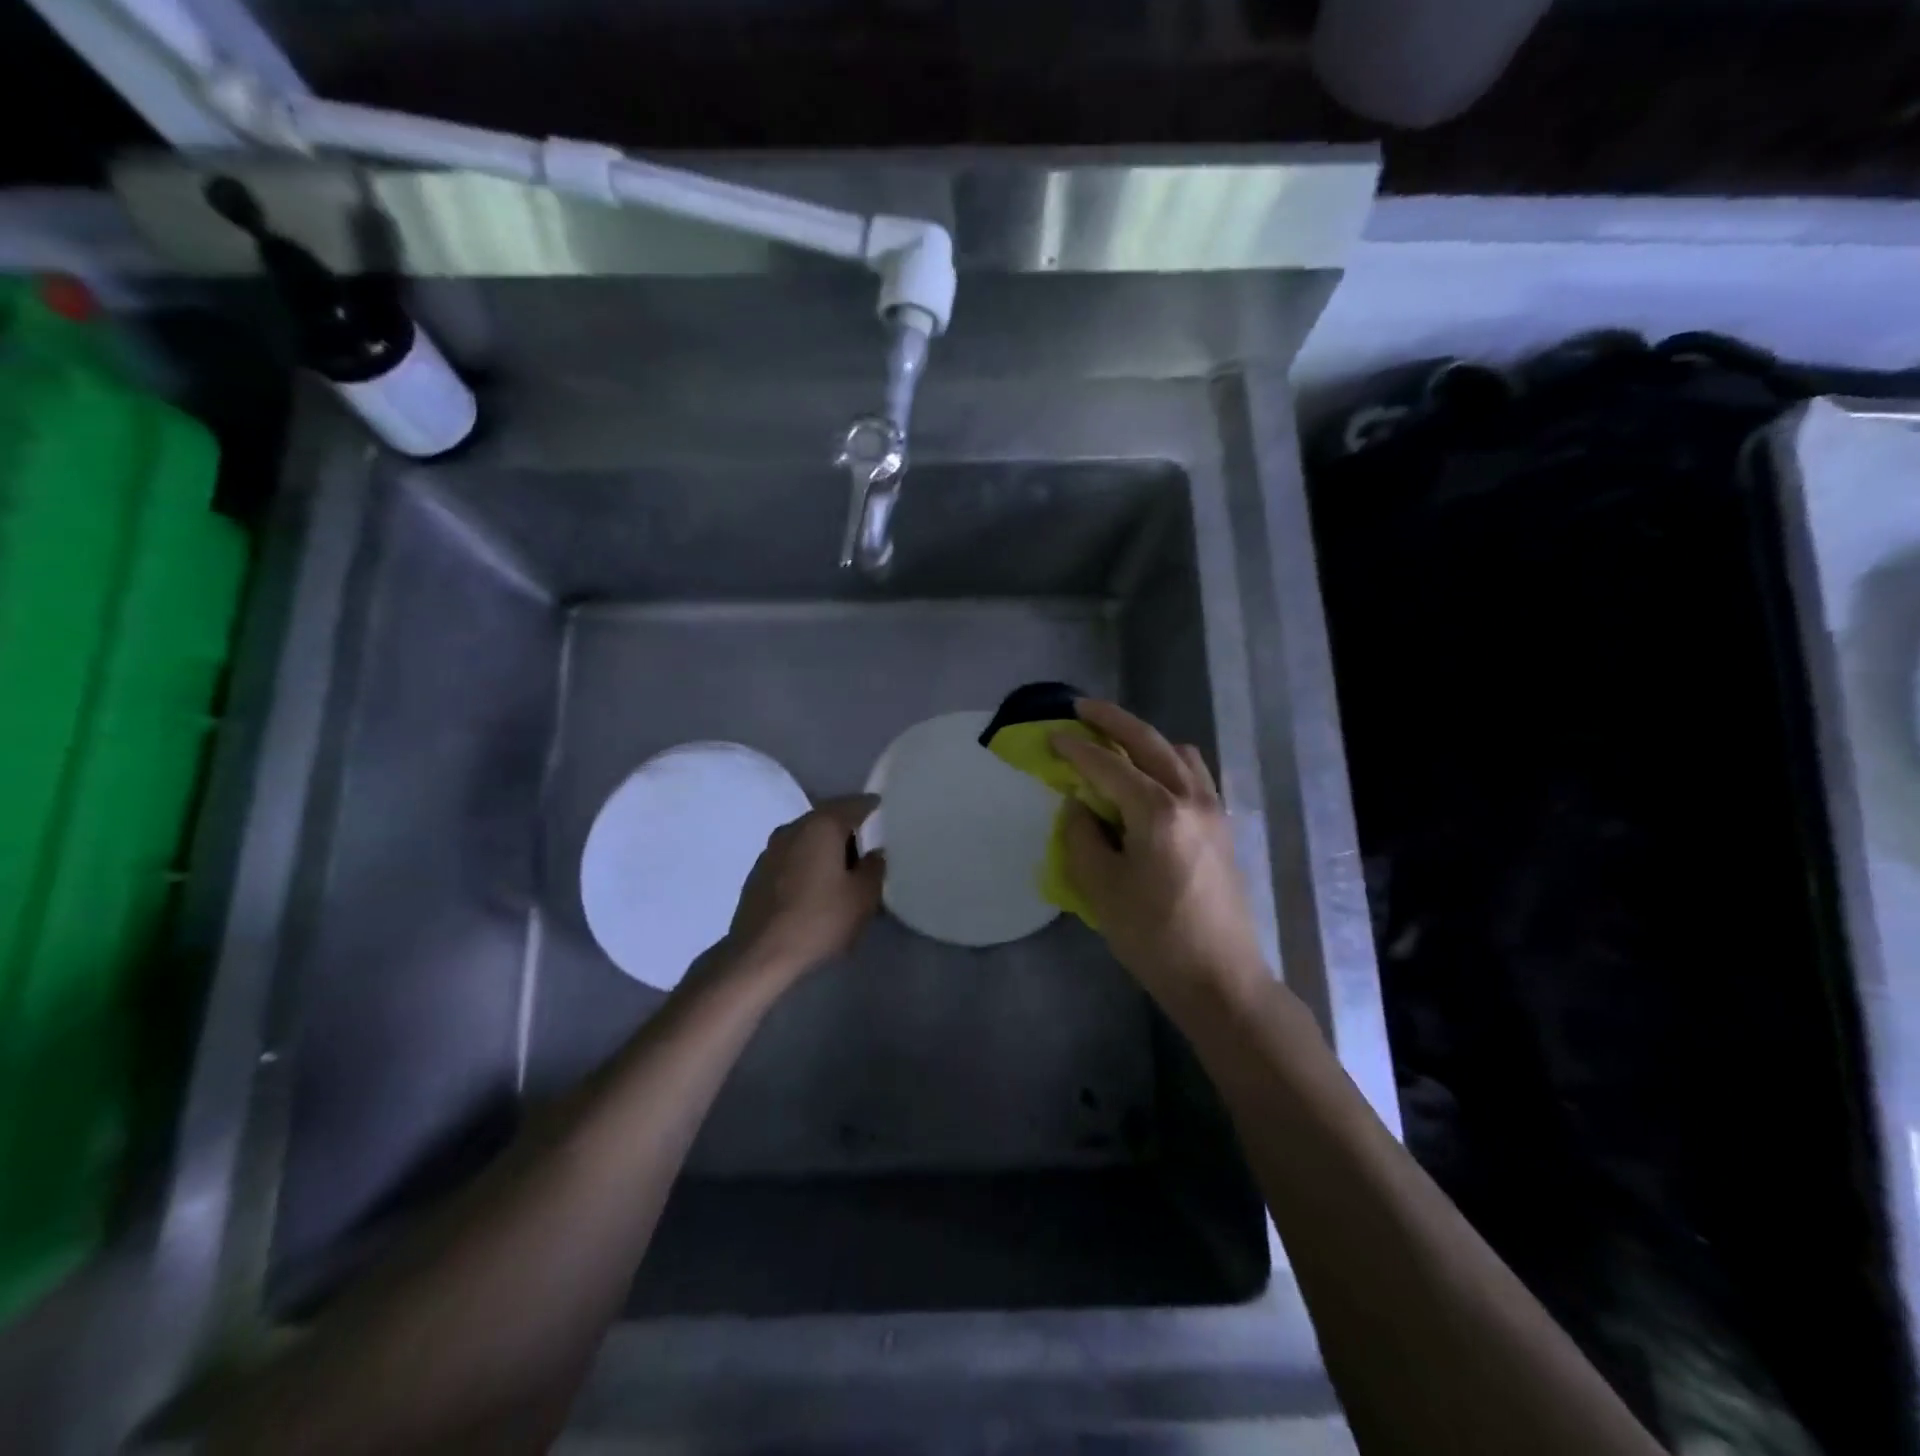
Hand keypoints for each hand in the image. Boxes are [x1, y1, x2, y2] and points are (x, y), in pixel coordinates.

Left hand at [723, 795, 883, 981]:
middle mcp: (793, 829)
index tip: (883, 810)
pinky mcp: (758, 874)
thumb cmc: (819, 920)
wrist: (760, 955)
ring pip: (807, 838)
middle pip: (826, 819)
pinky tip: (816, 886)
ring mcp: (770, 850)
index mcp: (821, 826)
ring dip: (825, 848)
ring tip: (843, 869)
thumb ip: (874, 868)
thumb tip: (874, 853)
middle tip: (868, 846)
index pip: (853, 804)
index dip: (870, 806)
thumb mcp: (863, 897)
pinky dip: (807, 863)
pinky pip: (792, 857)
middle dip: (847, 829)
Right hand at [1052, 701, 1268, 1008]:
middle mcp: (1191, 798)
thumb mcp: (1101, 888)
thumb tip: (1078, 804)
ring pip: (1179, 754)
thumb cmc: (1154, 937)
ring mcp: (1214, 810)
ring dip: (1145, 739)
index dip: (1076, 749)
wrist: (1220, 978)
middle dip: (1113, 720)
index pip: (1109, 766)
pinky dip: (1169, 761)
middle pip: (1150, 742)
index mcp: (1158, 812)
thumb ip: (1082, 836)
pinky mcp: (1223, 826)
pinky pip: (1194, 774)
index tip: (1051, 735)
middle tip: (1082, 708)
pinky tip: (1151, 778)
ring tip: (1117, 743)